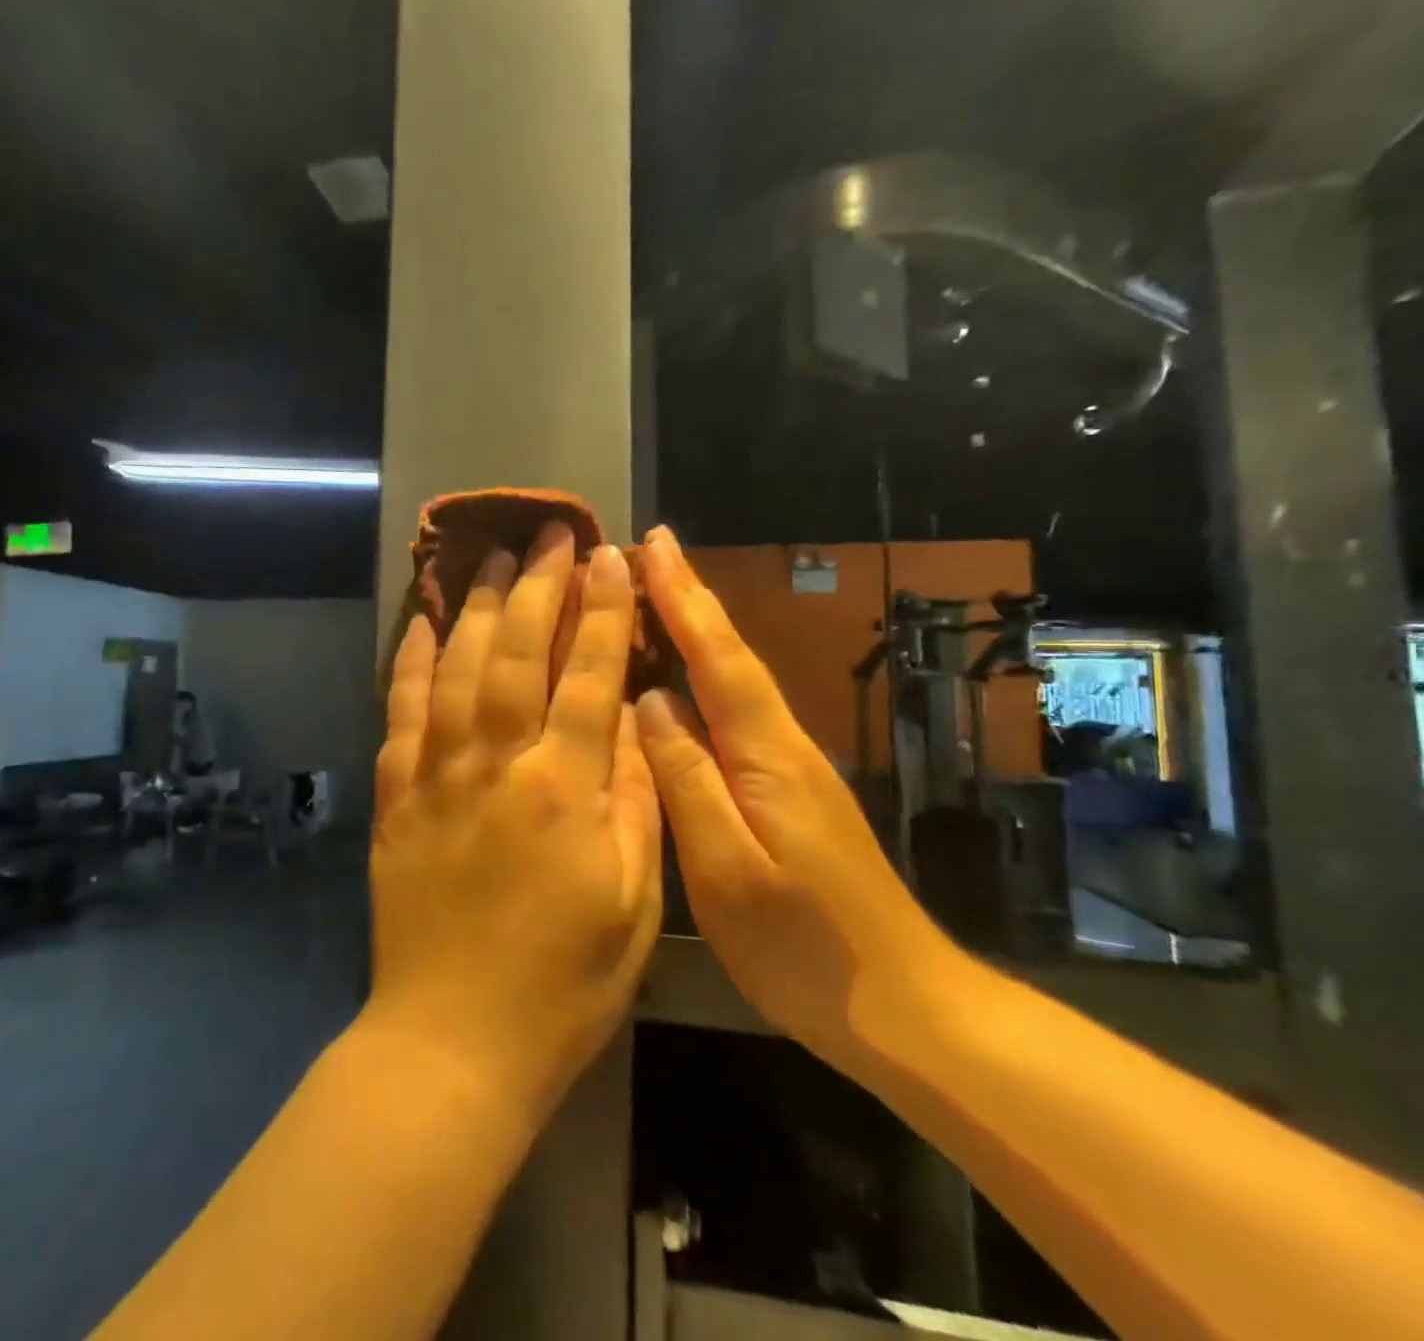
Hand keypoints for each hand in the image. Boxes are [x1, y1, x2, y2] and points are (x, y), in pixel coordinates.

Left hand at [367, 523, 662, 1132]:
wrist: (453, 1040)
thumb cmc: (564, 983)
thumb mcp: (634, 902)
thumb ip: (638, 802)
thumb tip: (638, 721)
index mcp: (564, 789)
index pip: (590, 674)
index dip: (603, 609)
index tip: (611, 556)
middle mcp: (497, 763)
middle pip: (517, 652)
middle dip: (539, 585)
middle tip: (549, 532)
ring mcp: (437, 774)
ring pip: (455, 667)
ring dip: (476, 606)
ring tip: (492, 559)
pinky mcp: (396, 796)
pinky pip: (399, 710)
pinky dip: (408, 660)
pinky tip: (419, 622)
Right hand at [633, 528, 957, 1075]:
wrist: (904, 1007)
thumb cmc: (805, 948)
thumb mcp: (727, 871)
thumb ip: (687, 782)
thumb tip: (651, 703)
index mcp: (768, 756)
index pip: (719, 658)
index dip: (682, 598)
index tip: (651, 543)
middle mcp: (783, 746)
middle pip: (731, 655)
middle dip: (688, 598)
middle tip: (645, 549)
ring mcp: (791, 768)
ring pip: (734, 680)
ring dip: (694, 629)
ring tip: (649, 596)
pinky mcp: (788, 792)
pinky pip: (735, 713)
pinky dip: (703, 676)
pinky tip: (679, 680)